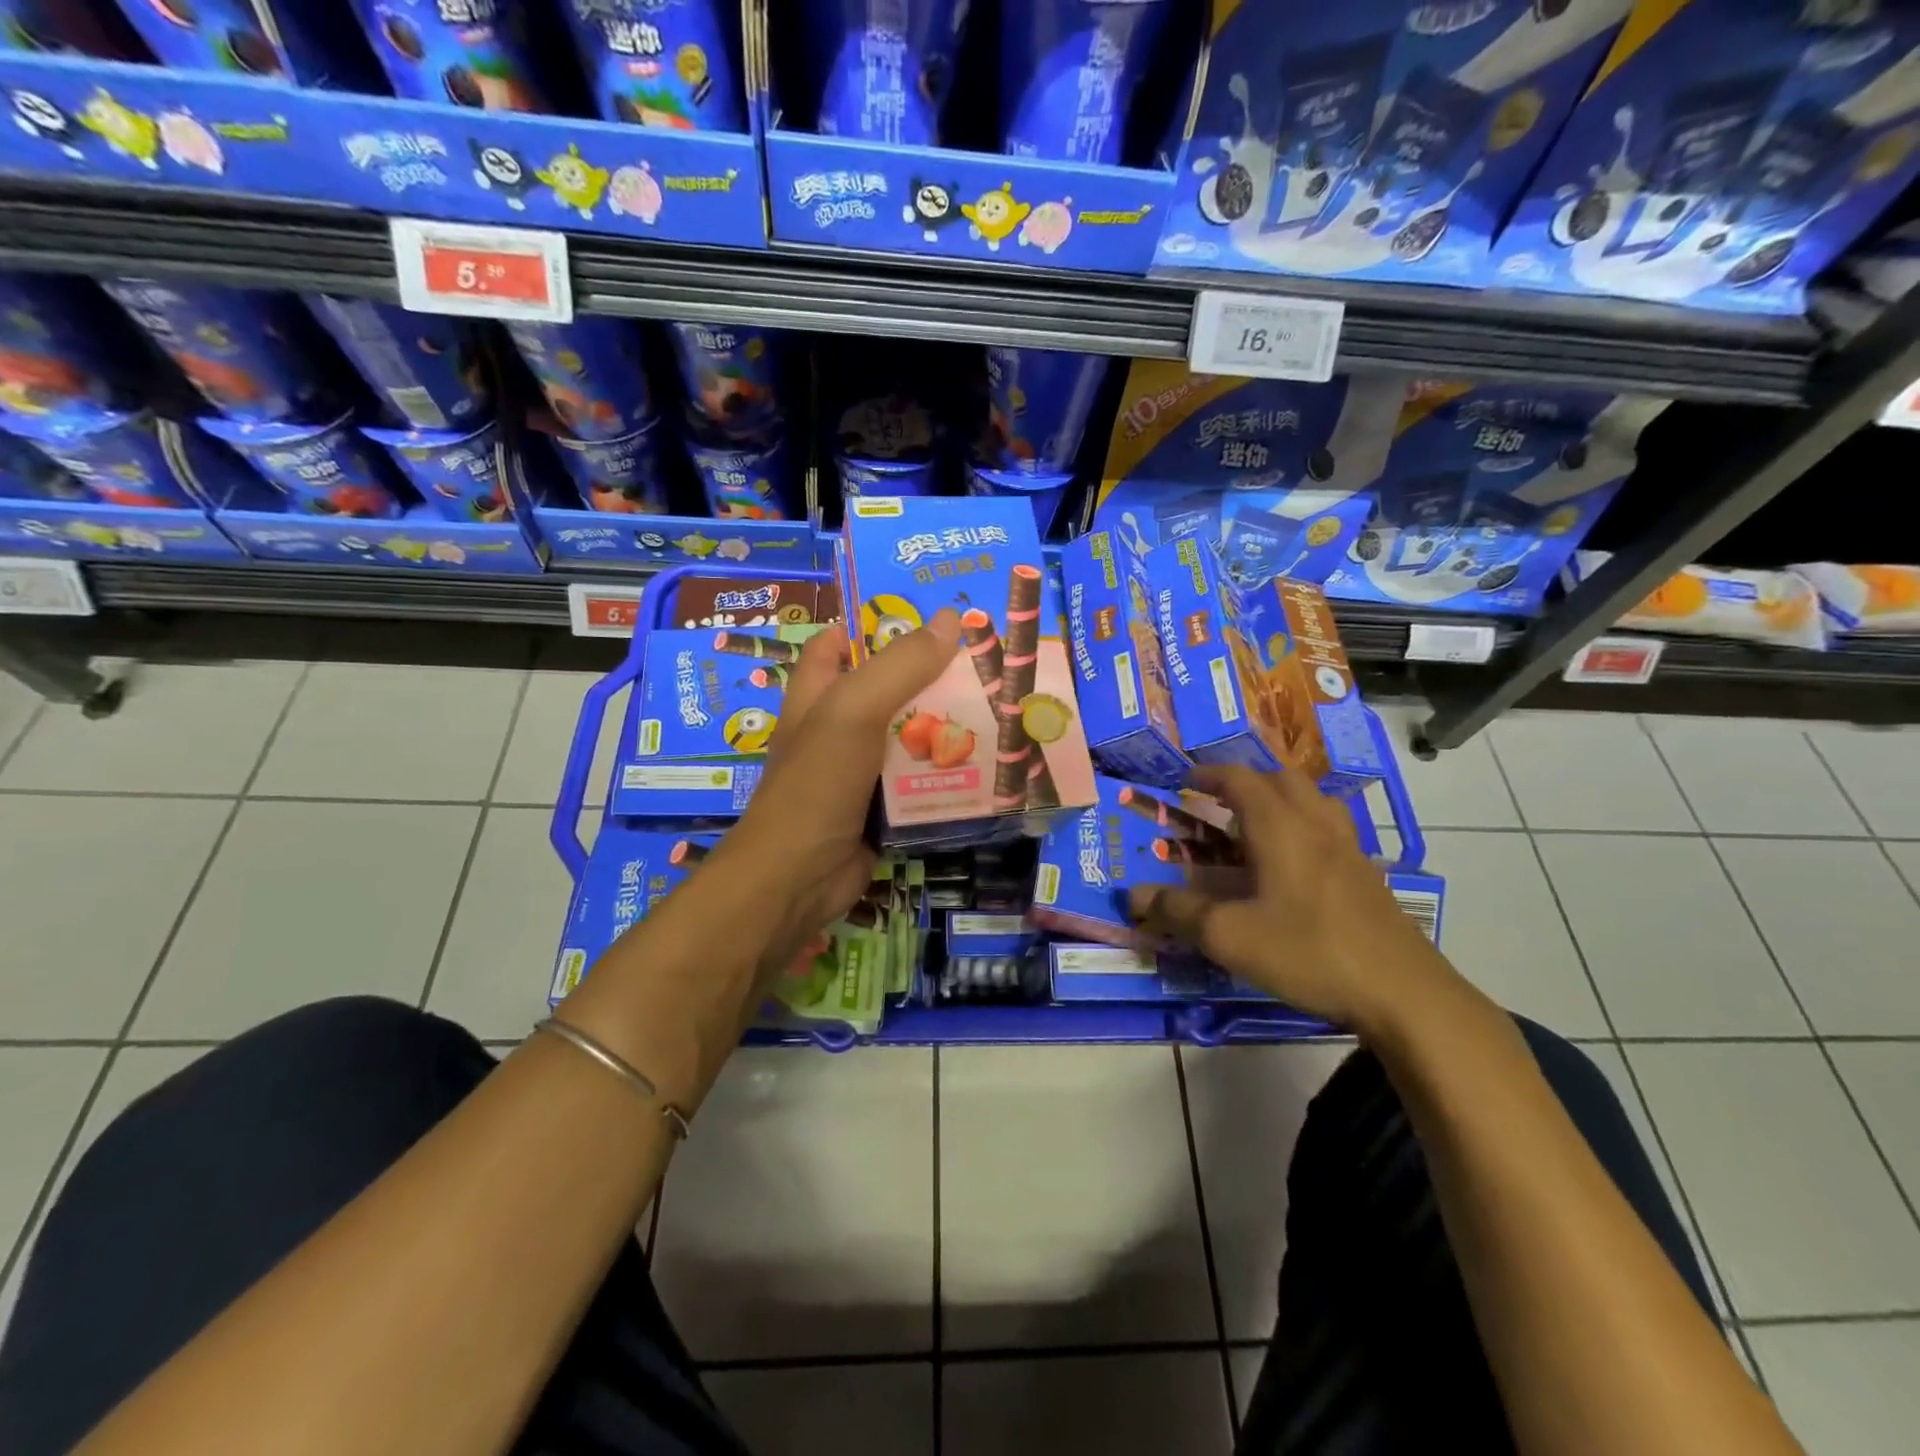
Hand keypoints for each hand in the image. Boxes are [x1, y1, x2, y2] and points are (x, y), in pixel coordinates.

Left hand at [710, 609, 961, 986]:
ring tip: (1001, 707)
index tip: (927, 614)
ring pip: (909, 737)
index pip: (838, 643)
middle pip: (888, 689)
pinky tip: (989, 764)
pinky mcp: (882, 808)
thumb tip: (948, 620)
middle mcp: (837, 727)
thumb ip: (899, 666)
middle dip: (931, 676)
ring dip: (948, 726)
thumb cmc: (817, 783)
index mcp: (817, 694)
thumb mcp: (854, 712)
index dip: (873, 624)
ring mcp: (860, 771)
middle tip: (986, 661)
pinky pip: (920, 781)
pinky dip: (948, 773)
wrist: (798, 878)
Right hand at [1128, 765, 1459, 1034]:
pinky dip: (1304, 829)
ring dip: (1280, 801)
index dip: (1209, 775)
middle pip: (1281, 780)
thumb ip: (1178, 912)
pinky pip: (1330, 831)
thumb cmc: (1308, 952)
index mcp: (1280, 826)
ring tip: (1256, 828)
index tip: (1185, 781)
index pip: (1240, 780)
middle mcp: (1316, 825)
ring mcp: (1350, 849)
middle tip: (1218, 804)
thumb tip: (1133, 897)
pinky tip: (1293, 869)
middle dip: (1246, 783)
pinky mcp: (1368, 877)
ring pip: (1313, 802)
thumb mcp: (1229, 936)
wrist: (1404, 994)